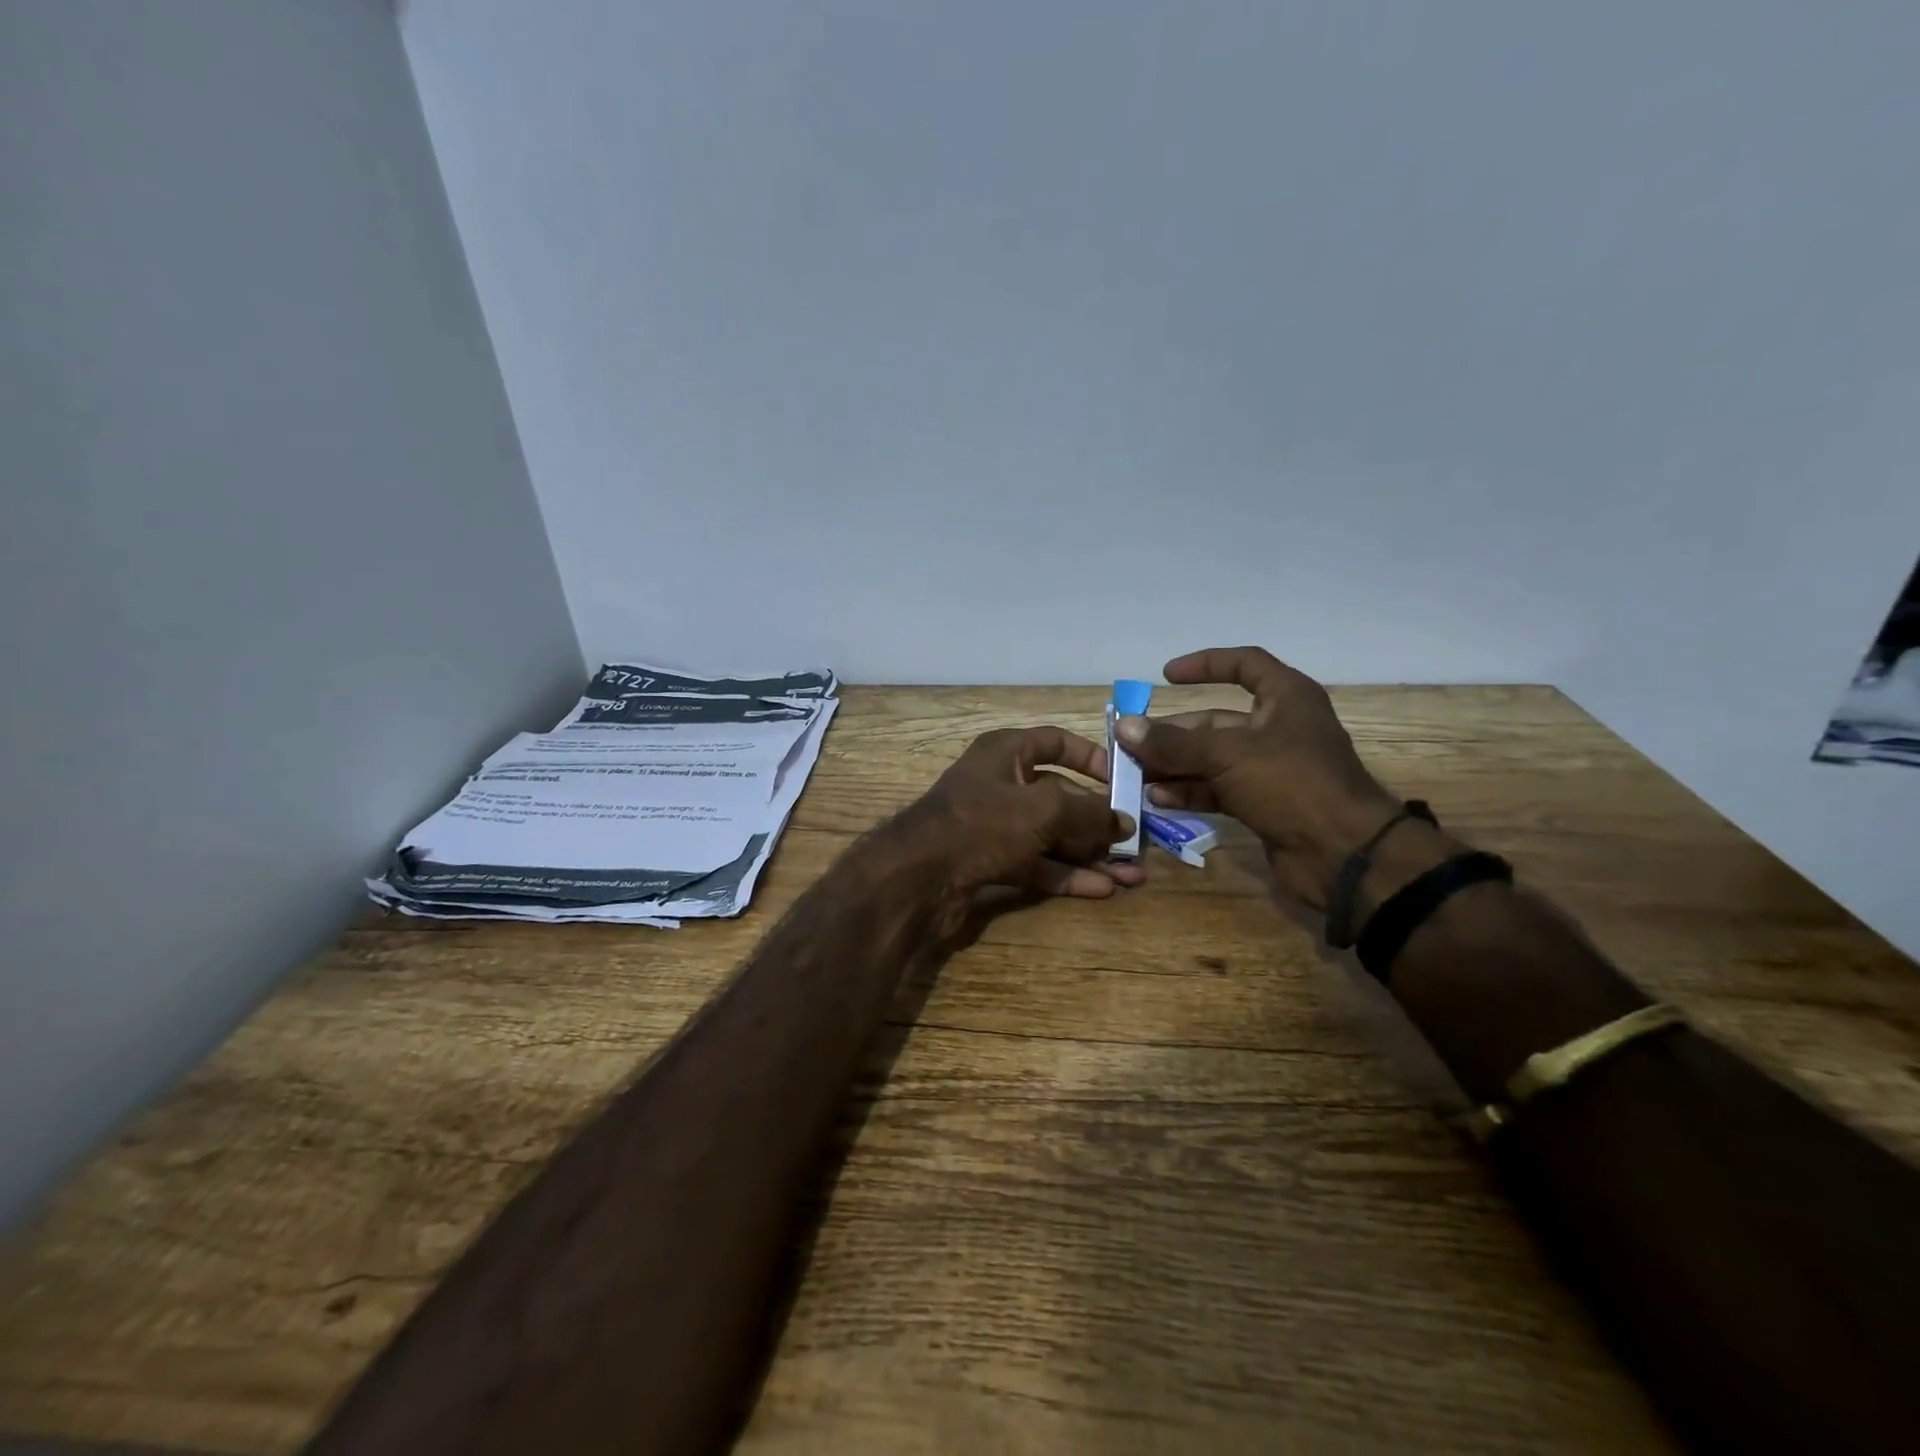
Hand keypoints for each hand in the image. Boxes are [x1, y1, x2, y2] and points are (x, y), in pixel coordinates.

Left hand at [895, 726, 1145, 898]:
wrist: (918, 877)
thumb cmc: (983, 823)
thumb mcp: (1043, 810)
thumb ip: (1088, 813)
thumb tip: (1124, 822)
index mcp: (1006, 752)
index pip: (1056, 742)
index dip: (1092, 757)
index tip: (1123, 781)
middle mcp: (1001, 784)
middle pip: (1060, 796)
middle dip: (1099, 820)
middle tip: (1137, 840)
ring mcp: (995, 826)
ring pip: (1052, 836)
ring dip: (1090, 854)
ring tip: (1133, 874)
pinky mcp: (991, 862)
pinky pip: (1038, 864)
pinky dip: (1067, 875)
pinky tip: (1103, 889)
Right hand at [1115, 647, 1403, 910]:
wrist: (1343, 854)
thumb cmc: (1291, 784)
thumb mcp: (1227, 755)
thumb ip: (1173, 743)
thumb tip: (1123, 727)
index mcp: (1286, 699)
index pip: (1244, 665)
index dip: (1206, 664)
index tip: (1166, 676)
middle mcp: (1278, 728)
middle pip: (1216, 721)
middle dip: (1173, 733)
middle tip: (1131, 743)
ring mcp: (1271, 769)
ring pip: (1213, 759)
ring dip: (1175, 765)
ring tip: (1135, 773)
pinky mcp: (1264, 804)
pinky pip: (1218, 790)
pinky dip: (1190, 792)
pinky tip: (1158, 798)